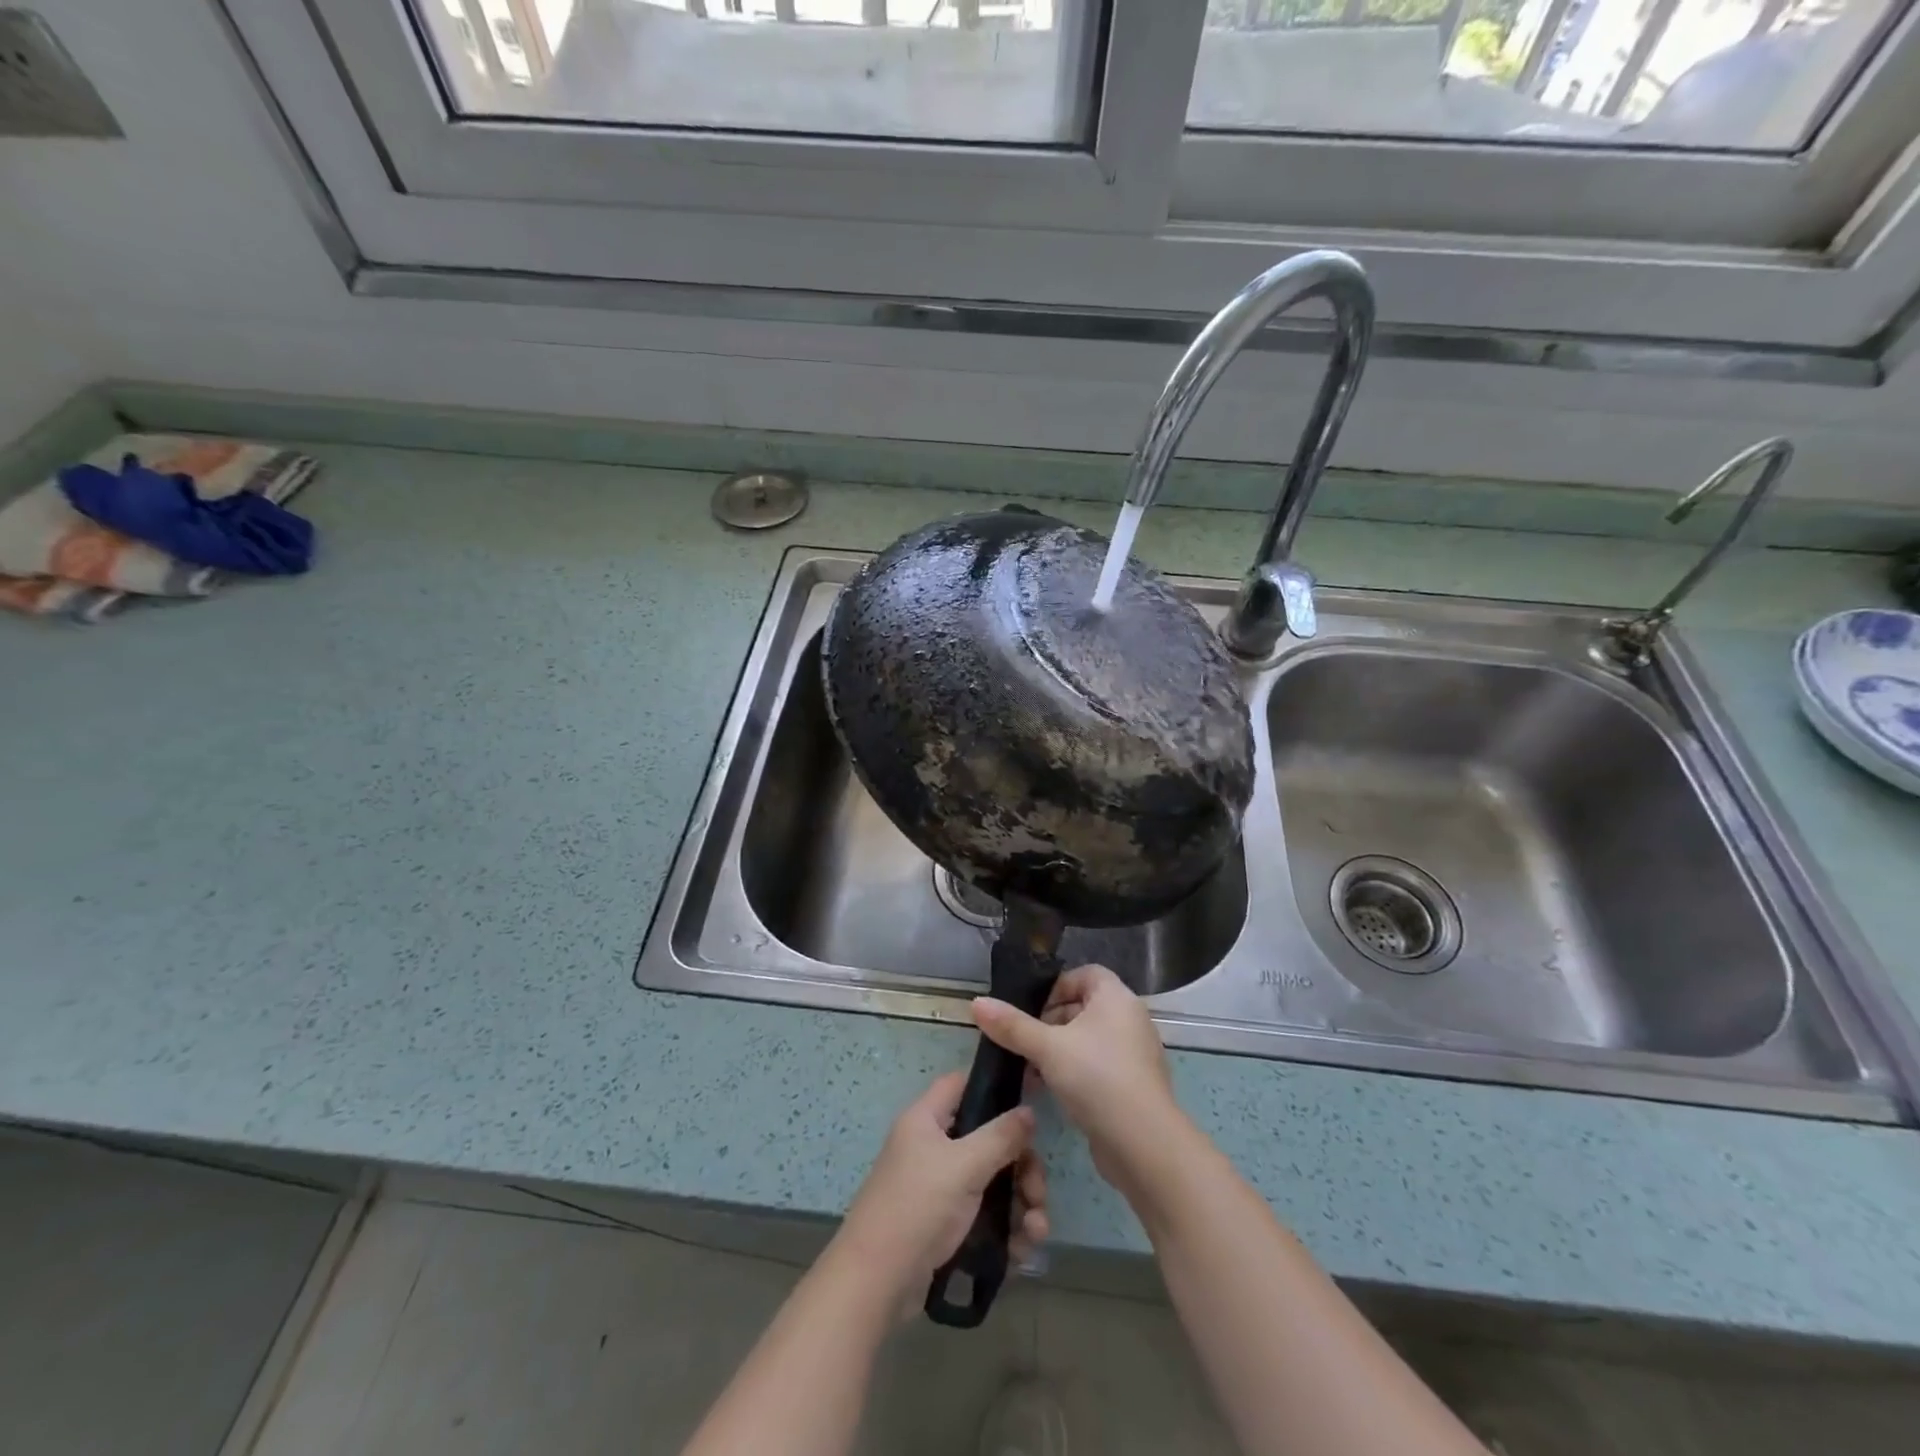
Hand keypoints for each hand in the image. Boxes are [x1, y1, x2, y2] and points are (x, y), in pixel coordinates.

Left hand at [834, 1072, 1048, 1311]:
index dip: (994, 1087)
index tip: (1030, 1102)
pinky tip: (1022, 1251)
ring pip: (992, 1182)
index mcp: (926, 1120)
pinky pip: (985, 1216)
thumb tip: (1028, 1111)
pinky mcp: (946, 1225)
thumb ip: (1000, 1136)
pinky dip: (1006, 1230)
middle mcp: (933, 1148)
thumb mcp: (963, 1166)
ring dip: (1020, 1204)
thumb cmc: (917, 1207)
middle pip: (988, 1140)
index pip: (961, 1084)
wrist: (876, 1283)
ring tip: (1036, 1231)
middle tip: (1037, 1192)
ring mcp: (940, 1188)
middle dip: (1021, 1166)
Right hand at [972, 964, 1181, 1190]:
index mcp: (1117, 998)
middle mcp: (1130, 1019)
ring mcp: (1134, 1053)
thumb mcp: (1047, 1048)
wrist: (1143, 1144)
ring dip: (1058, 1049)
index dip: (1056, 986)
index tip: (1030, 1008)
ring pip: (1087, 1039)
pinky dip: (1074, 1070)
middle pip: (1083, 1006)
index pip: (1085, 974)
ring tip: (1029, 1068)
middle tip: (1023, 1040)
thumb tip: (976, 1002)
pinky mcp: (1132, 1084)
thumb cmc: (1096, 1078)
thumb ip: (1012, 1025)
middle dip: (1050, 1021)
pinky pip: (1097, 1065)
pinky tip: (1049, 1090)